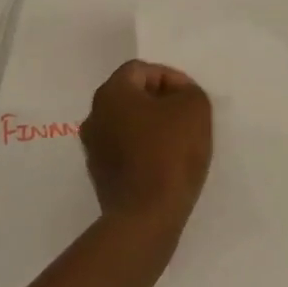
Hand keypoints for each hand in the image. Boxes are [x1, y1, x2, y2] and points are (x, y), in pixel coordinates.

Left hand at [80, 60, 211, 233]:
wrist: (146, 217)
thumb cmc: (170, 153)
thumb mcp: (194, 107)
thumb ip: (188, 90)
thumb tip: (176, 94)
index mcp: (111, 93)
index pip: (141, 70)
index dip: (170, 78)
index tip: (190, 98)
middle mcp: (94, 115)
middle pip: (131, 96)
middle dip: (160, 102)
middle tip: (187, 117)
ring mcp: (93, 148)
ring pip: (127, 124)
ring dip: (151, 127)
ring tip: (179, 142)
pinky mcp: (99, 175)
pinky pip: (124, 150)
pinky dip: (143, 150)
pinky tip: (164, 165)